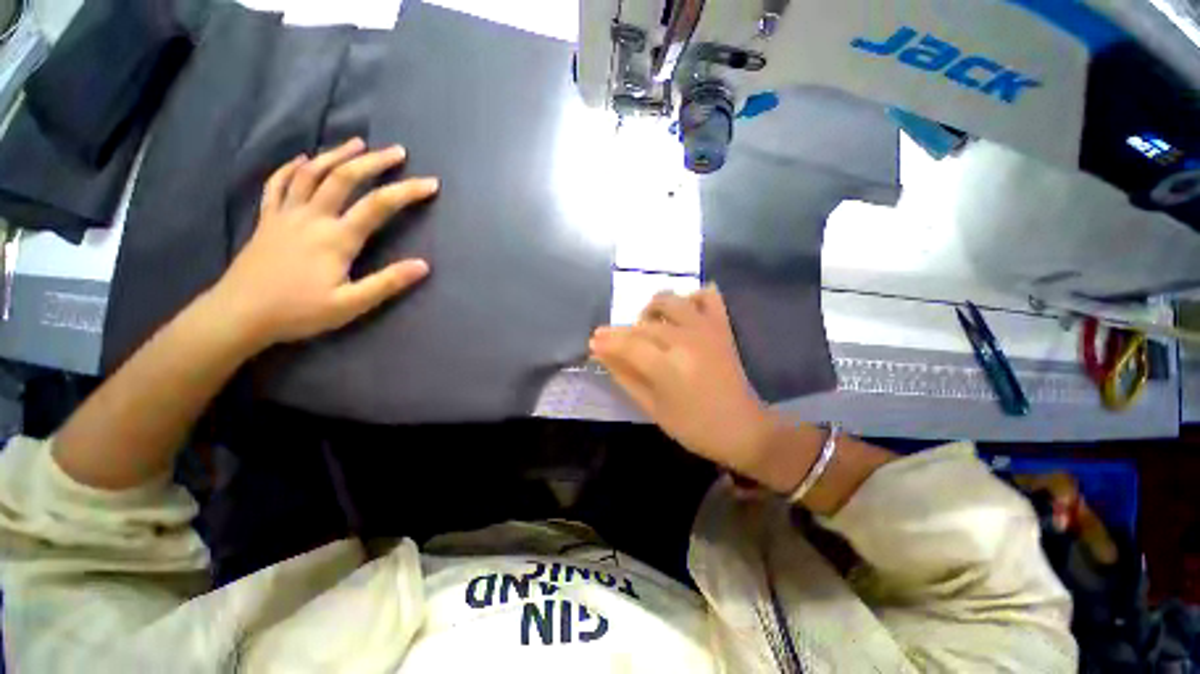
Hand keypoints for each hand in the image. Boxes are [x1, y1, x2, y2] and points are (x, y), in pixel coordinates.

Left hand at [206, 138, 438, 349]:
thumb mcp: (351, 304)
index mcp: (336, 238)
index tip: (431, 184)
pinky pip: (278, 184)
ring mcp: (286, 214)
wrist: (239, 314)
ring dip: (336, 154)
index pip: (379, 205)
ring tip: (357, 143)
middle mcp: (312, 217)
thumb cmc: (298, 311)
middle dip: (374, 161)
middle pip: (344, 177)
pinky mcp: (267, 220)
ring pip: (311, 173)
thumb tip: (424, 265)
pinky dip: (291, 167)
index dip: (408, 191)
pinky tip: (303, 159)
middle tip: (397, 151)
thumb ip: (388, 282)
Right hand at [589, 286, 777, 479]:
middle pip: (644, 325)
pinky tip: (682, 312)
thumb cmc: (694, 426)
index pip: (628, 345)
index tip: (592, 341)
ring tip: (647, 328)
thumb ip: (625, 377)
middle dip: (621, 331)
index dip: (607, 342)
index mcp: (669, 366)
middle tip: (612, 342)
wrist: (743, 428)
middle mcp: (687, 339)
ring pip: (670, 301)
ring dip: (651, 310)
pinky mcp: (721, 326)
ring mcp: (706, 329)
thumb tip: (601, 355)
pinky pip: (708, 296)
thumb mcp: (652, 408)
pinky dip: (691, 297)